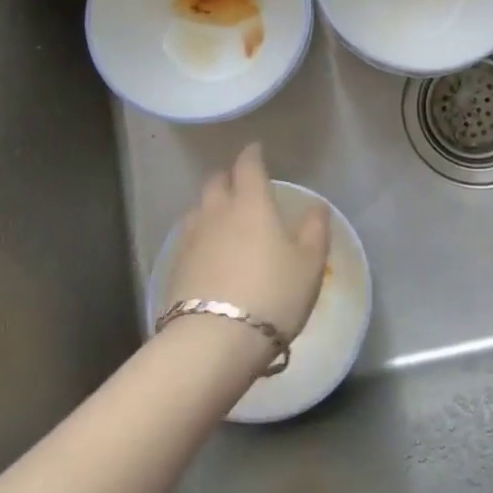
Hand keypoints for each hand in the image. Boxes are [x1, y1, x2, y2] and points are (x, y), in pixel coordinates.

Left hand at [167, 143, 329, 347]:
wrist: (213, 342)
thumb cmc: (272, 295)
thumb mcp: (309, 264)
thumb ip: (315, 230)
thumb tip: (317, 207)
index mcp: (251, 203)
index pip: (248, 165)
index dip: (252, 154)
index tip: (257, 150)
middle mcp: (217, 212)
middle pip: (216, 182)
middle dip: (228, 177)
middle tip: (240, 184)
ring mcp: (191, 239)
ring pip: (199, 209)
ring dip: (211, 206)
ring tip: (223, 219)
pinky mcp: (175, 266)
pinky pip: (189, 238)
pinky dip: (200, 236)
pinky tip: (208, 253)